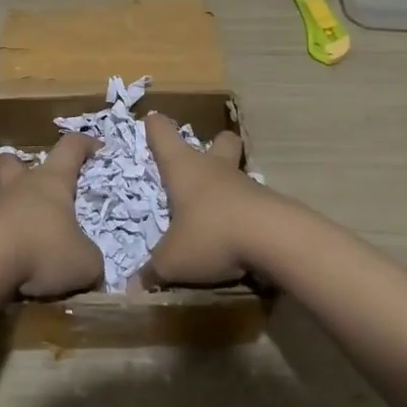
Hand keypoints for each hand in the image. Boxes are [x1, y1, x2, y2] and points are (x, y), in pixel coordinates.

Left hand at [0, 133, 102, 297]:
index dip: (85, 144)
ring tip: (32, 238)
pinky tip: (15, 263)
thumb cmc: (42, 250)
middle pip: (14, 161)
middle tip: (40, 185)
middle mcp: (21, 186)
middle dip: (24, 167)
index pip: (71, 147)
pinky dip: (4, 242)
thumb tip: (89, 266)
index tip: (98, 149)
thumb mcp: (84, 263)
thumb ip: (90, 260)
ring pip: (2, 198)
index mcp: (52, 181)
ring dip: (15, 211)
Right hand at [141, 113, 299, 287]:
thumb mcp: (173, 260)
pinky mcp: (268, 204)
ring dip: (229, 186)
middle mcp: (214, 168)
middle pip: (219, 141)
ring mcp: (245, 184)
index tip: (152, 120)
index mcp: (184, 169)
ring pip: (237, 173)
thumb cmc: (211, 234)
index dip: (156, 128)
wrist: (273, 238)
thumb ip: (153, 270)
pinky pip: (252, 203)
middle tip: (206, 158)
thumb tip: (133, 286)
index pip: (164, 136)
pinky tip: (239, 237)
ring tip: (217, 214)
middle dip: (214, 144)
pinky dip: (244, 215)